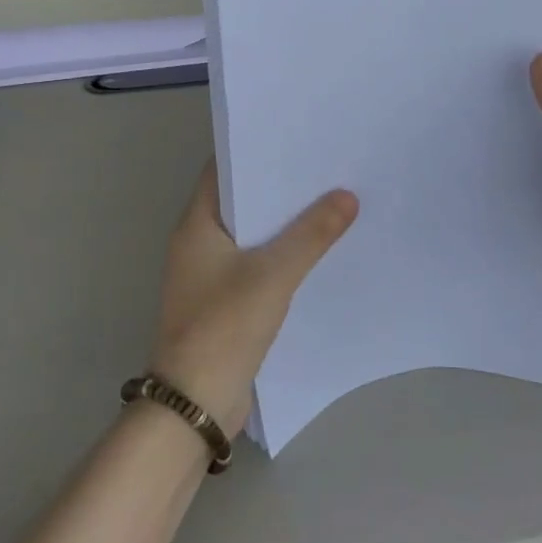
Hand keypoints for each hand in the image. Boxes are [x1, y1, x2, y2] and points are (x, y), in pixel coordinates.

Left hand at [149, 162, 357, 435]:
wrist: (195, 404)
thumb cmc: (224, 327)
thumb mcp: (273, 275)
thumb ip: (312, 234)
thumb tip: (347, 196)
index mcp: (196, 225)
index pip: (223, 170)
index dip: (256, 151)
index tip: (295, 138)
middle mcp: (198, 244)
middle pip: (241, 202)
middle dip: (279, 187)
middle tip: (324, 167)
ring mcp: (209, 275)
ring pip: (252, 235)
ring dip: (283, 223)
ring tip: (330, 201)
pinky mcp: (224, 302)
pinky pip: (256, 265)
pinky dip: (282, 254)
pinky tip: (316, 251)